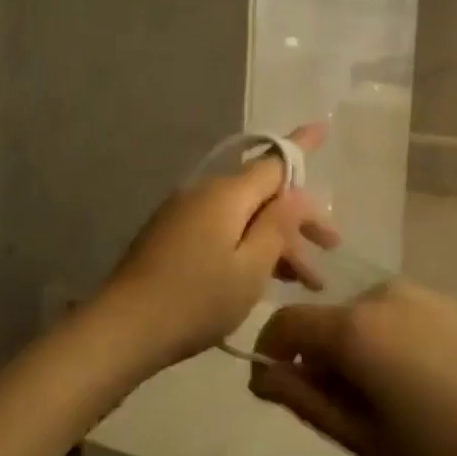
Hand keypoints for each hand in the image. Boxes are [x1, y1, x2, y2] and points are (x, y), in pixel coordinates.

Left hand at [95, 124, 339, 370]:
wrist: (124, 327)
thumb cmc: (196, 299)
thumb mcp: (250, 268)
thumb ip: (277, 226)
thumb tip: (296, 192)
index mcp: (226, 194)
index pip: (274, 161)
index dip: (302, 147)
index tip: (323, 127)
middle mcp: (204, 193)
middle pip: (262, 194)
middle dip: (298, 218)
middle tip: (332, 248)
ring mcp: (184, 213)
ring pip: (243, 216)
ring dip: (276, 241)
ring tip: (305, 281)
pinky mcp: (172, 235)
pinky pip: (222, 229)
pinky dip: (248, 246)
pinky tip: (266, 276)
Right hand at [248, 278, 456, 455]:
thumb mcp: (366, 440)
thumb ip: (305, 401)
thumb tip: (262, 376)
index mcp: (354, 327)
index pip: (286, 323)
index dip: (269, 352)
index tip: (275, 389)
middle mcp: (381, 294)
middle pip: (327, 321)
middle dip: (319, 359)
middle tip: (345, 414)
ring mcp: (420, 293)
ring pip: (363, 318)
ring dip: (357, 350)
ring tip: (389, 402)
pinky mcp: (450, 302)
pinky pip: (398, 315)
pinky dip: (390, 341)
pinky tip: (424, 384)